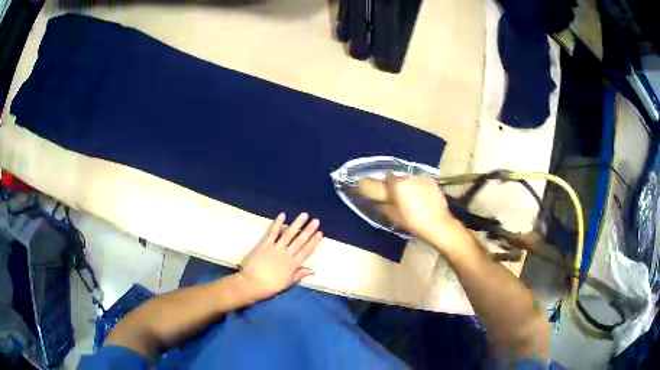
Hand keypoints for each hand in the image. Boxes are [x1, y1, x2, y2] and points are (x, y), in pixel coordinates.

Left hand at [238, 212, 322, 300]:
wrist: (253, 283)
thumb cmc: (270, 286)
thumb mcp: (287, 283)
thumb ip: (299, 274)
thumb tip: (312, 271)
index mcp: (293, 264)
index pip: (306, 251)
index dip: (314, 242)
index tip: (320, 233)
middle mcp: (287, 254)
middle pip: (300, 240)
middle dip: (309, 230)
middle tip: (316, 221)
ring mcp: (276, 248)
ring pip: (289, 233)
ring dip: (297, 224)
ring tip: (304, 215)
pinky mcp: (265, 244)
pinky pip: (273, 232)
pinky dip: (278, 223)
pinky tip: (283, 215)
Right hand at [358, 175, 469, 250]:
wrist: (438, 224)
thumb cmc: (413, 222)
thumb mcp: (393, 216)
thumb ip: (381, 206)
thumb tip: (373, 202)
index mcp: (397, 185)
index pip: (384, 178)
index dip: (381, 185)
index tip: (380, 191)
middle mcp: (408, 177)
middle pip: (396, 177)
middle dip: (394, 184)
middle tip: (395, 196)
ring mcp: (421, 177)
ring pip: (408, 178)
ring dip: (406, 184)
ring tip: (410, 197)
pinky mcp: (431, 180)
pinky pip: (419, 180)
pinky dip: (417, 186)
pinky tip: (421, 197)